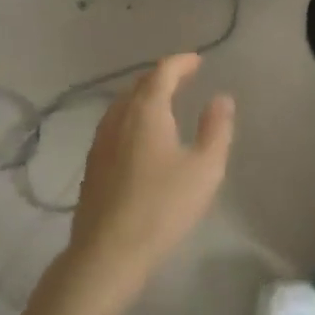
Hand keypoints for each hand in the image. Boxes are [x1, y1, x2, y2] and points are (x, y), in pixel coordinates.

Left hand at [61, 53, 234, 306]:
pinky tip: (139, 135)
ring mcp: (101, 141)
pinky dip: (131, 115)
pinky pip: (114, 124)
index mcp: (147, 111)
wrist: (108, 253)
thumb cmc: (162, 207)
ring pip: (122, 104)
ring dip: (143, 95)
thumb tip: (221, 98)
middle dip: (162, 76)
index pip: (162, 73)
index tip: (197, 61)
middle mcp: (119, 118)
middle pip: (139, 85)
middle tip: (183, 77)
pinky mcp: (92, 164)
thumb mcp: (205, 168)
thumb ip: (216, 129)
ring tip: (163, 101)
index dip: (181, 63)